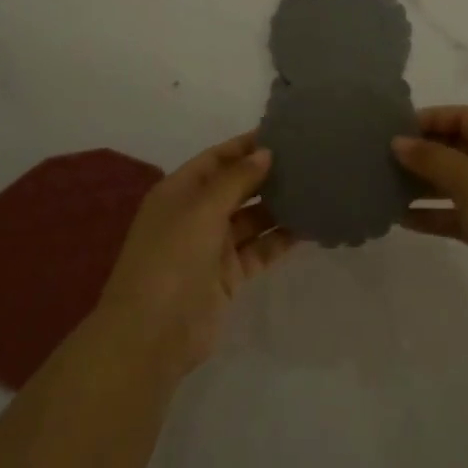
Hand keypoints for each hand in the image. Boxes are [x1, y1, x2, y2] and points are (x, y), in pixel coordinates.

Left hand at [95, 133, 295, 378]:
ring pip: (252, 219)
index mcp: (179, 192)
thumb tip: (266, 153)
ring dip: (278, 206)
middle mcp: (195, 215)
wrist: (152, 334)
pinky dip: (281, 239)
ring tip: (315, 188)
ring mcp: (213, 247)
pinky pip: (260, 249)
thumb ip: (236, 180)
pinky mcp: (229, 276)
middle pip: (236, 187)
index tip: (282, 134)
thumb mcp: (201, 209)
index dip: (245, 146)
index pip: (216, 159)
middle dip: (266, 175)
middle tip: (307, 160)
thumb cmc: (171, 259)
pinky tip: (309, 226)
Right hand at [393, 106, 467, 319]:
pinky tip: (403, 220)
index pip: (464, 117)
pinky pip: (459, 215)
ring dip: (424, 186)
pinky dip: (434, 215)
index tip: (394, 130)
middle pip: (459, 149)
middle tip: (384, 160)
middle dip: (423, 154)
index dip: (430, 119)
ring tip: (387, 189)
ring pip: (457, 184)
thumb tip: (398, 142)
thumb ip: (430, 158)